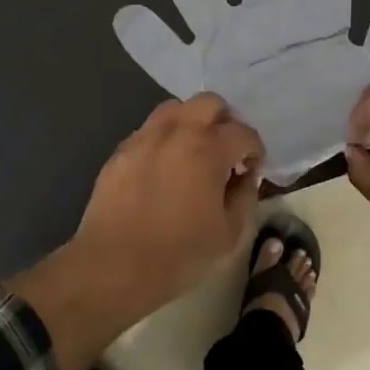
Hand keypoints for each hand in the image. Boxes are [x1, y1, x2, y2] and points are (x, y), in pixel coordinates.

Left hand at [13, 95, 263, 369]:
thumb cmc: (179, 254)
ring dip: (192, 124)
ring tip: (194, 154)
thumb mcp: (230, 233)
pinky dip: (164, 140)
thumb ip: (245, 196)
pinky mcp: (120, 151)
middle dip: (225, 123)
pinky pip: (149, 131)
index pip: (244, 133)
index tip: (252, 172)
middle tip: (226, 153)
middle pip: (209, 103)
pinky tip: (164, 169)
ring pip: (175, 109)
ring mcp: (144, 138)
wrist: (113, 266)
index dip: (255, 151)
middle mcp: (176, 131)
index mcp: (208, 148)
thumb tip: (245, 177)